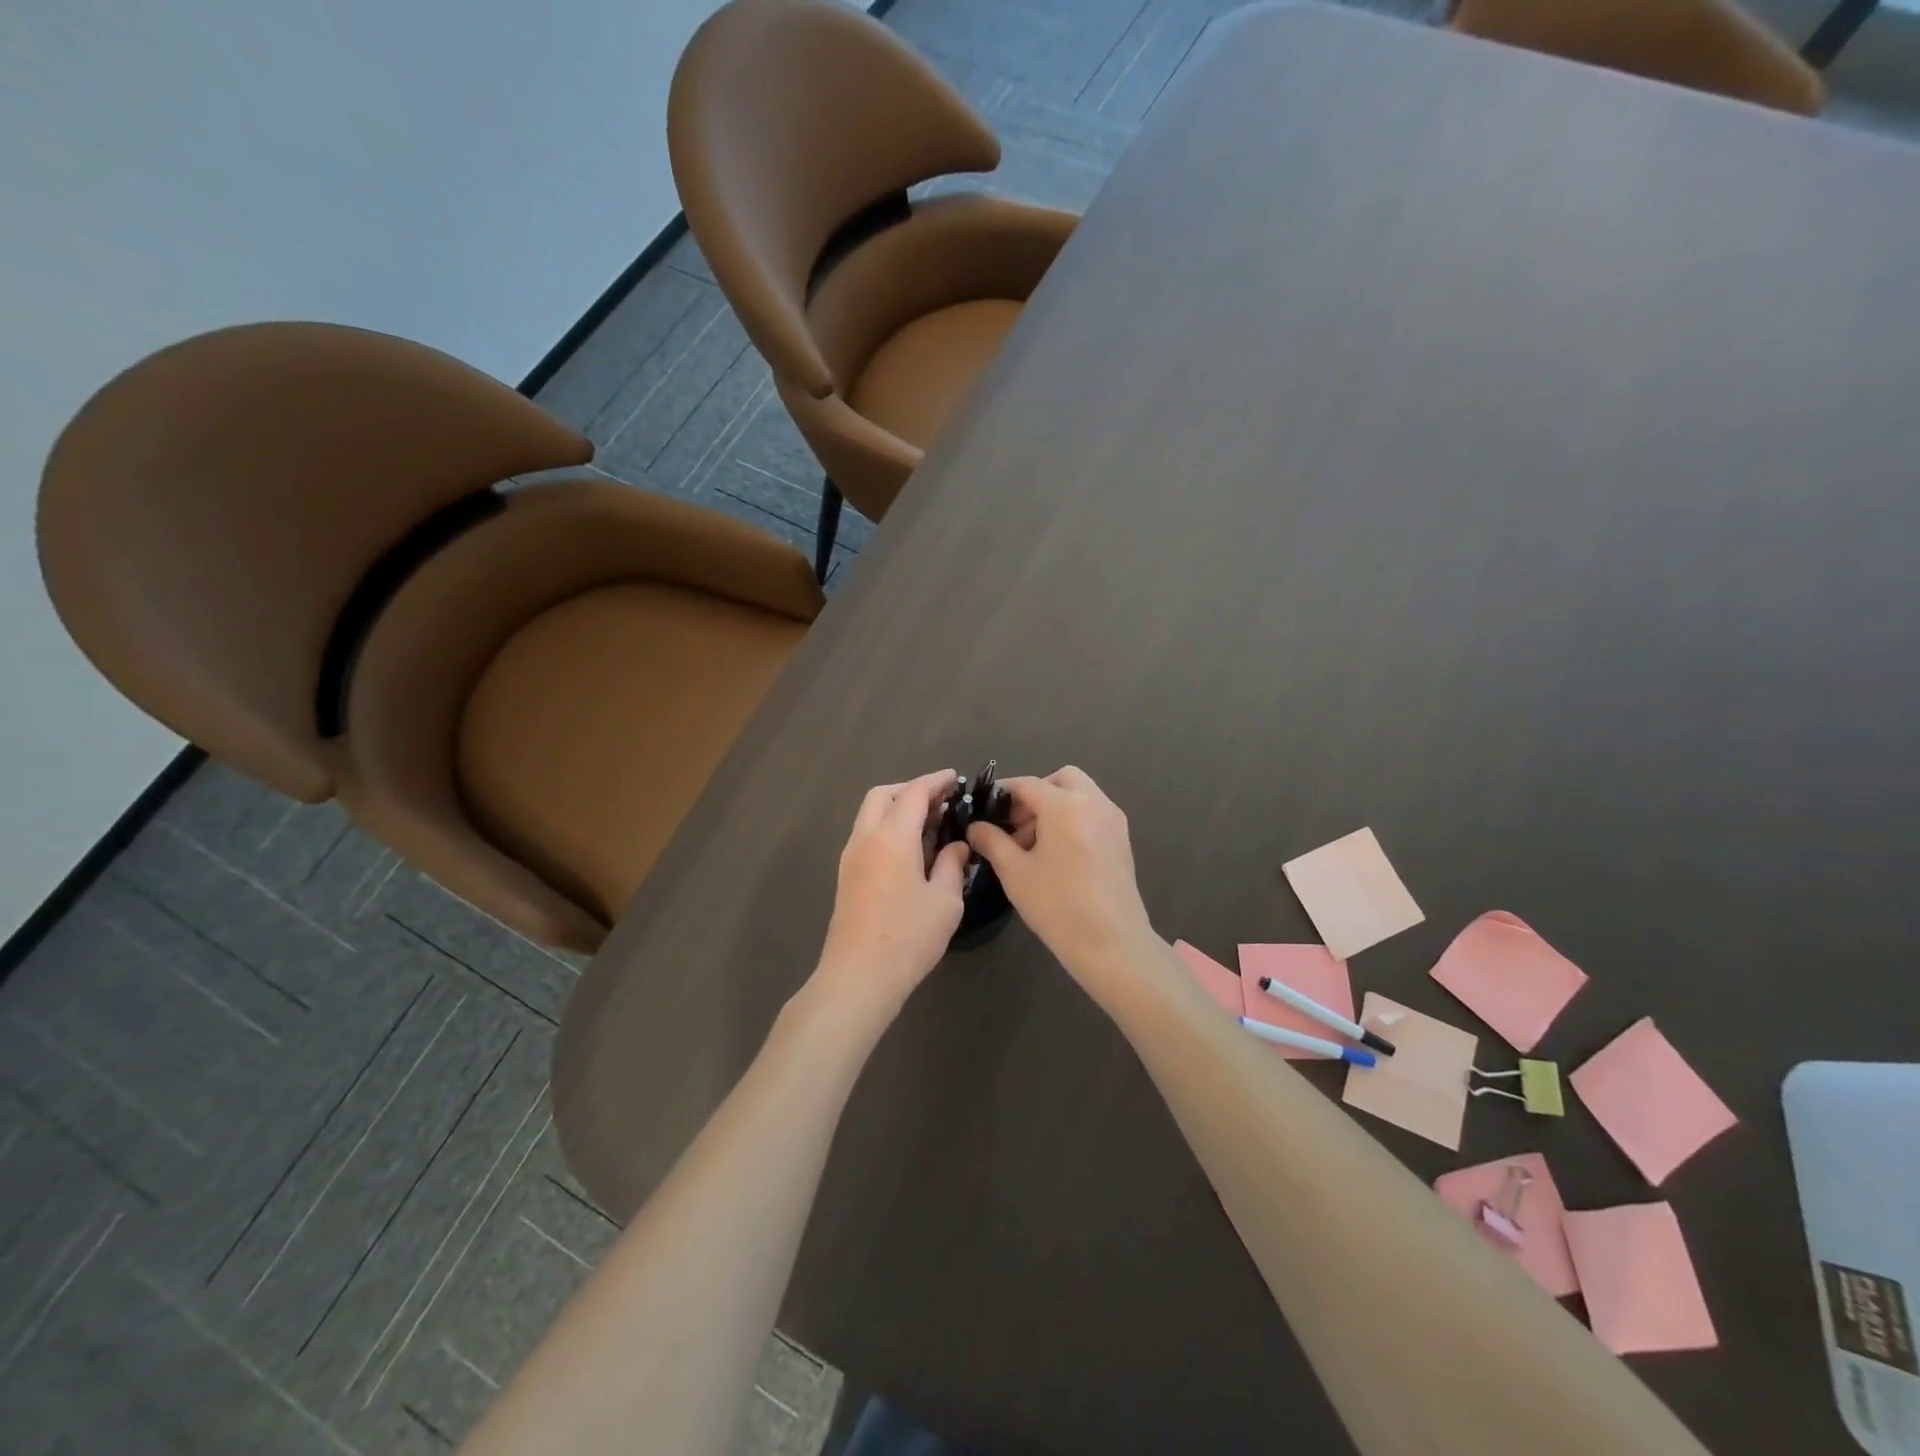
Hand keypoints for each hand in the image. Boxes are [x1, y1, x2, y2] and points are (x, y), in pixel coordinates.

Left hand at [813, 770, 971, 1016]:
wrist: (858, 978)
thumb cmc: (908, 937)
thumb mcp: (945, 901)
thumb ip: (953, 865)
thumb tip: (956, 846)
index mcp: (892, 838)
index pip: (914, 793)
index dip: (936, 781)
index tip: (956, 778)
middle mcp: (866, 839)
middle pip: (883, 795)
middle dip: (911, 789)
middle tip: (941, 801)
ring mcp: (850, 858)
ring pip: (870, 814)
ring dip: (897, 808)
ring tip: (929, 824)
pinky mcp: (846, 876)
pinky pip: (867, 835)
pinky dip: (888, 828)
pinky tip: (910, 849)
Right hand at [965, 767, 1159, 991]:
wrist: (1112, 943)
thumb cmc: (1058, 905)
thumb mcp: (1015, 872)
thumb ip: (992, 841)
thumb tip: (976, 826)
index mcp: (1065, 805)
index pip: (1026, 784)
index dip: (1002, 794)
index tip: (985, 811)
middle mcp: (1093, 802)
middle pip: (1061, 779)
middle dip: (1036, 794)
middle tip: (1015, 825)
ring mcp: (1113, 819)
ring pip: (1080, 794)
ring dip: (1055, 806)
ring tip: (1033, 845)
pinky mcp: (1122, 839)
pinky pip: (1093, 813)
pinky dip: (1073, 819)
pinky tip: (1058, 854)